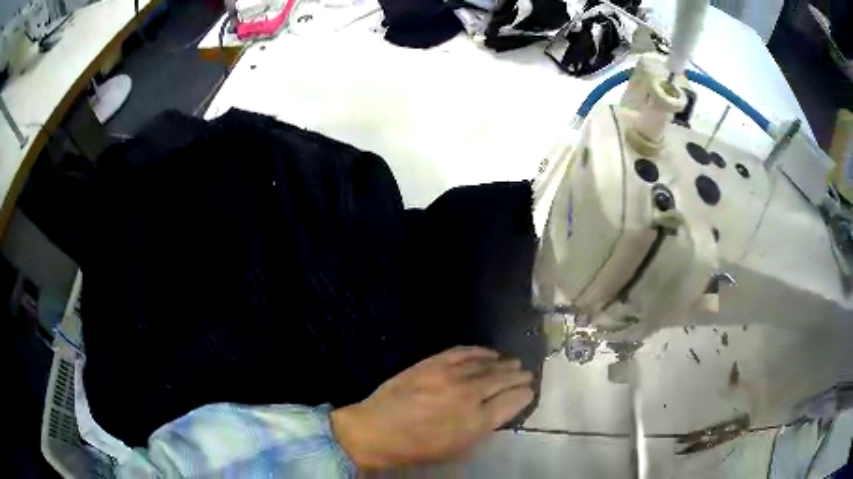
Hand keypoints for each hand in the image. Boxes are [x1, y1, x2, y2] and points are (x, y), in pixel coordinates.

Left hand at [330, 346, 533, 468]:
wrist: (376, 430)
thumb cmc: (417, 449)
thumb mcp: (457, 450)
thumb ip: (482, 429)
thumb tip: (499, 411)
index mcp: (477, 422)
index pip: (513, 401)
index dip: (524, 395)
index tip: (528, 392)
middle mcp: (469, 395)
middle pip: (503, 379)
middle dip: (518, 376)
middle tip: (527, 374)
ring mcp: (450, 376)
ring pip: (487, 364)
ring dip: (503, 362)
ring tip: (513, 362)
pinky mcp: (432, 363)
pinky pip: (463, 352)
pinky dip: (480, 351)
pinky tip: (489, 352)